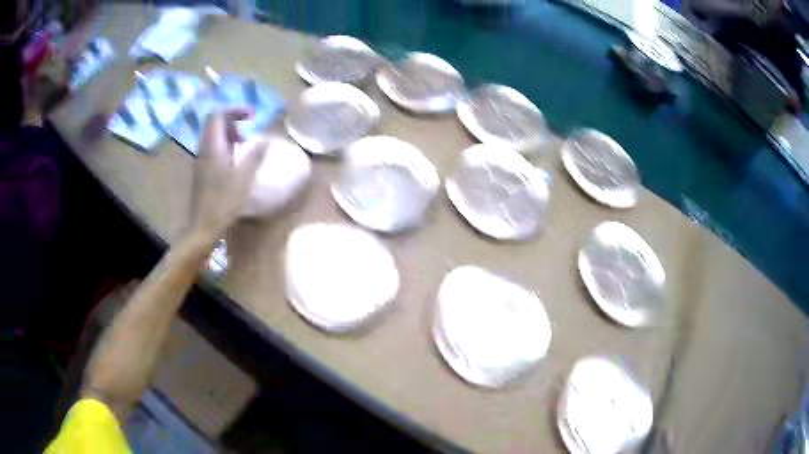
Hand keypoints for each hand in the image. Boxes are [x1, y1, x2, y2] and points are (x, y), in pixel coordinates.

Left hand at [189, 109, 264, 243]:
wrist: (203, 226)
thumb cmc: (224, 202)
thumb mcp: (244, 178)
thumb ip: (255, 155)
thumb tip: (265, 139)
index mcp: (213, 146)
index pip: (218, 114)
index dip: (235, 110)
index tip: (252, 116)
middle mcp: (203, 148)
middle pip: (214, 123)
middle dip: (232, 121)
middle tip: (247, 131)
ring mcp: (200, 160)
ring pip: (212, 136)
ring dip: (228, 134)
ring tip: (243, 146)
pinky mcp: (201, 170)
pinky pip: (211, 148)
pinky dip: (224, 146)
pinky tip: (234, 161)